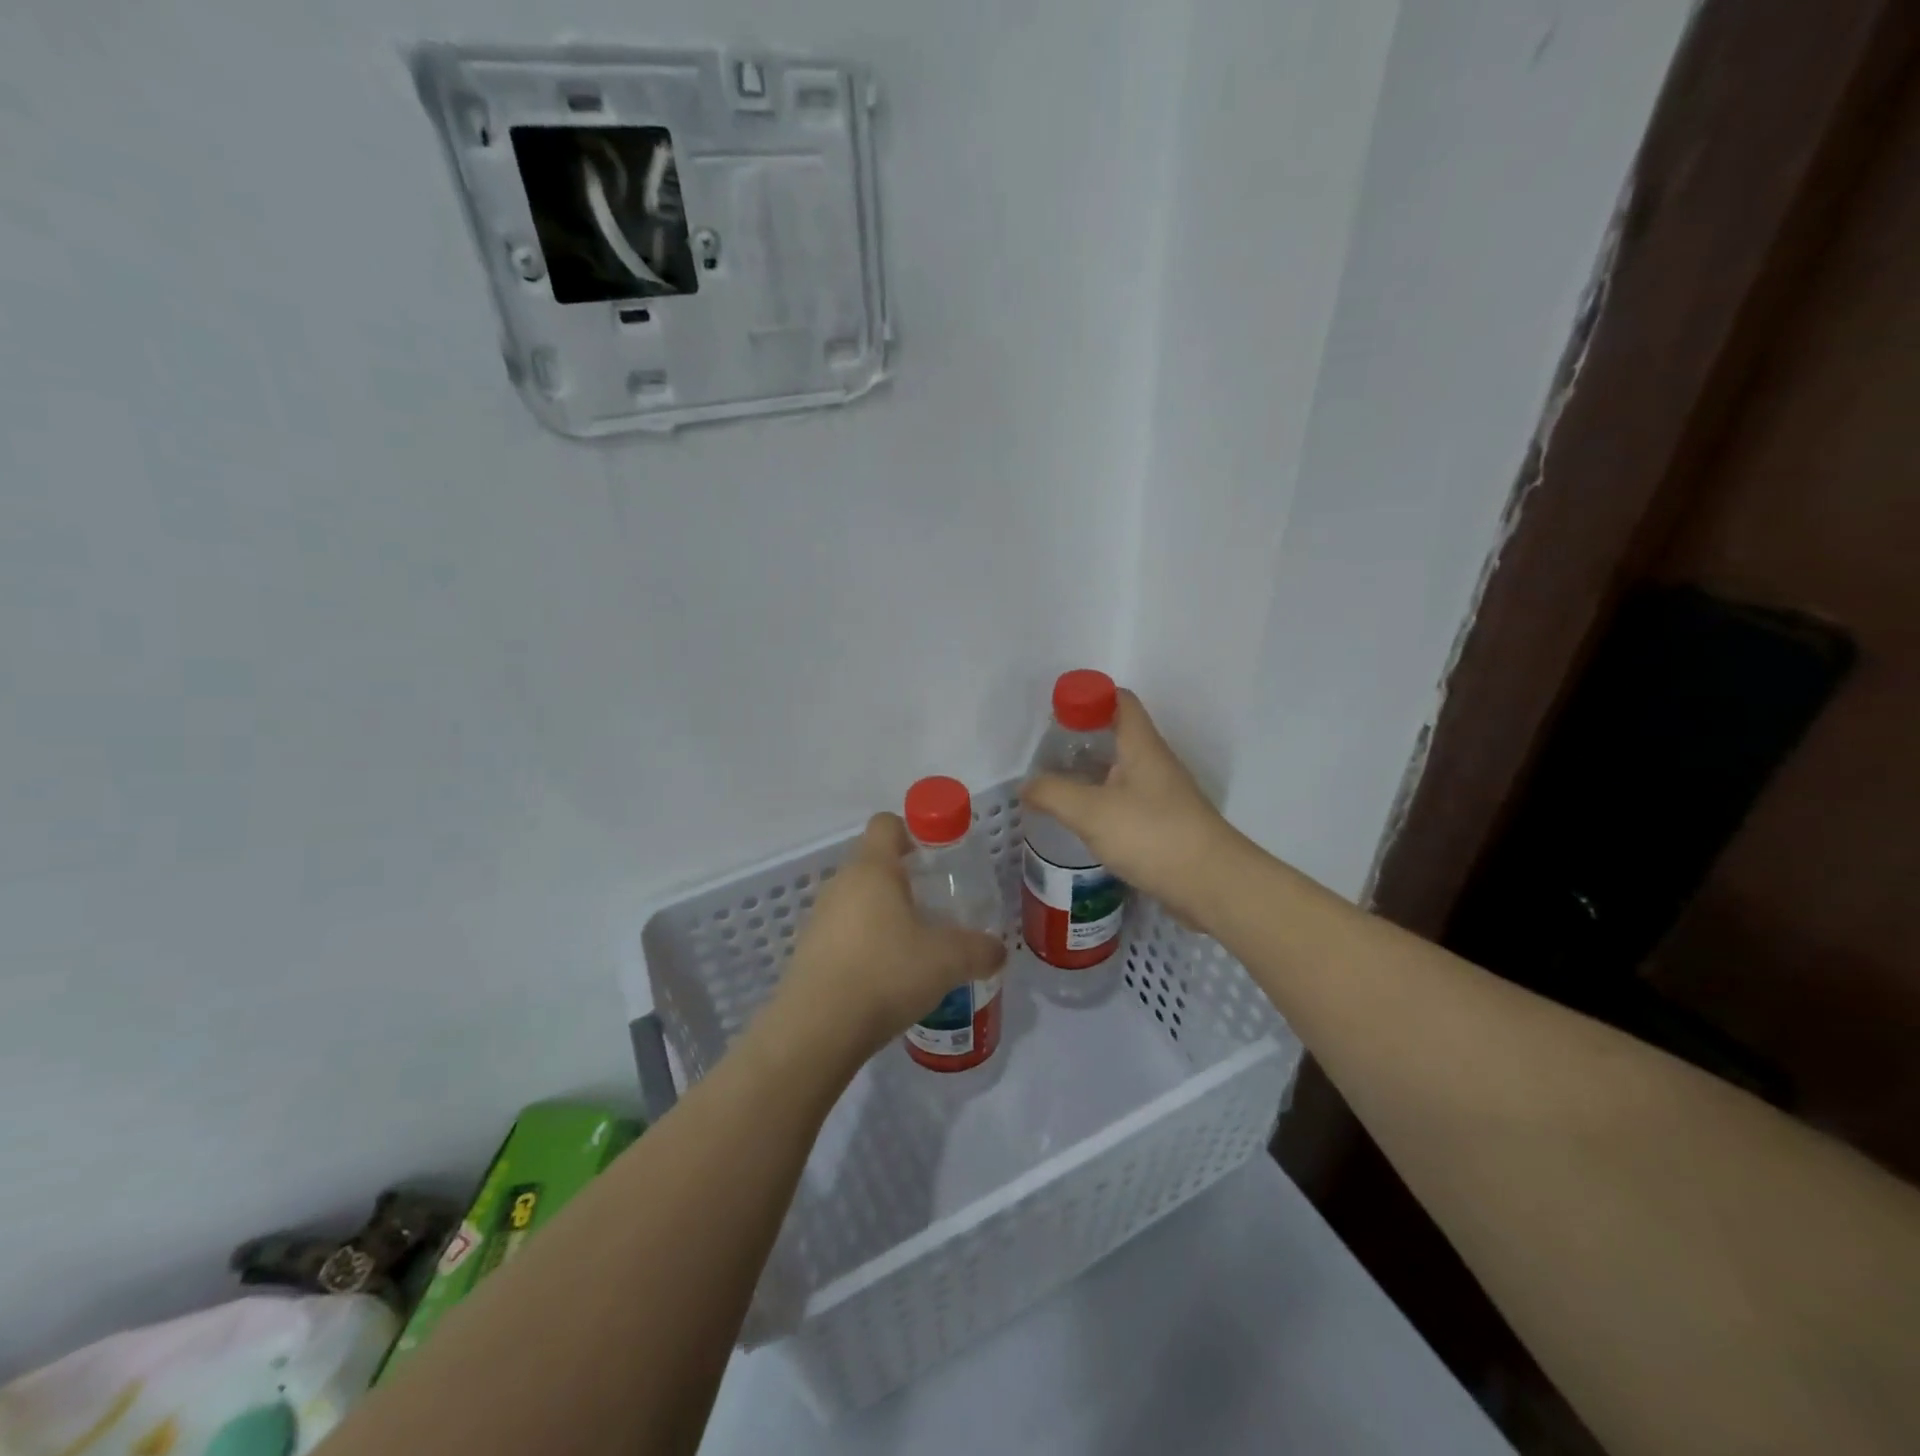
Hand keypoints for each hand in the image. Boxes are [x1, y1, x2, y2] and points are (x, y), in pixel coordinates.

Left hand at [775, 814, 1006, 1060]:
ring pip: (857, 901)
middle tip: (935, 909)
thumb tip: (998, 950)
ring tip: (913, 949)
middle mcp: (840, 884)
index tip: (936, 858)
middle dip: (905, 881)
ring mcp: (819, 918)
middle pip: (873, 864)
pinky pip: (843, 934)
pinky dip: (864, 945)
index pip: (887, 824)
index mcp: (873, 869)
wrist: (817, 1030)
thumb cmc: (886, 973)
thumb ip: (979, 949)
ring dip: (883, 916)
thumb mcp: (948, 961)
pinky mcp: (808, 952)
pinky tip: (886, 978)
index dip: (913, 832)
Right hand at [1020, 689, 1243, 928]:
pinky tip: (1081, 820)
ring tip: (1054, 786)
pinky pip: (1126, 801)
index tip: (1056, 712)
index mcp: (1141, 746)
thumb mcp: (1091, 812)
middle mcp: (1154, 763)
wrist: (1211, 885)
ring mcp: (1161, 794)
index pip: (1119, 700)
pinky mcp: (1163, 824)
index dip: (1089, 697)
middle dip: (1081, 738)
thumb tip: (1026, 786)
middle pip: (1117, 735)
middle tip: (1046, 753)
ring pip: (1120, 770)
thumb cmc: (1152, 835)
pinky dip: (1101, 802)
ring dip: (1090, 772)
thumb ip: (1053, 794)